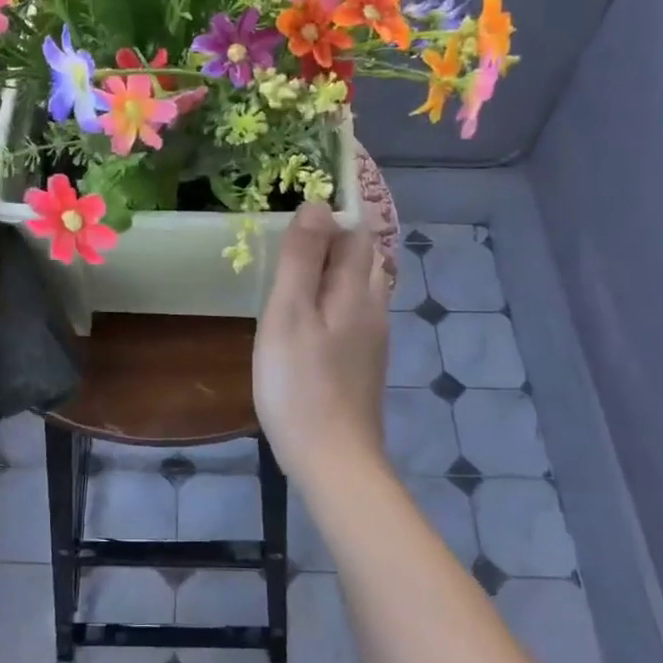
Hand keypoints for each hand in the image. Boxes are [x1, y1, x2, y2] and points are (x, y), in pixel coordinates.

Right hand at [253, 203, 390, 484]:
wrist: (333, 458)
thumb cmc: (299, 383)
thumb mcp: (288, 314)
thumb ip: (302, 258)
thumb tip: (316, 204)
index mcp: (355, 291)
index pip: (355, 234)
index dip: (331, 217)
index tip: (294, 219)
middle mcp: (373, 309)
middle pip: (363, 261)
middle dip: (334, 244)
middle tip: (290, 248)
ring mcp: (373, 341)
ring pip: (360, 290)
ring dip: (333, 275)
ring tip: (294, 281)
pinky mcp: (365, 366)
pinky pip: (354, 318)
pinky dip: (333, 306)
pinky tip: (308, 325)